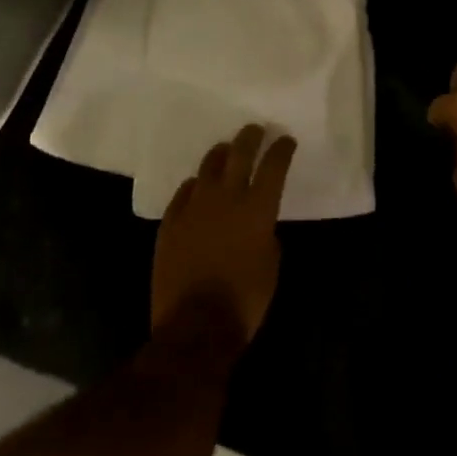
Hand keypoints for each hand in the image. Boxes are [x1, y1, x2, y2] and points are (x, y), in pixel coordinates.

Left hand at [151, 125, 294, 360]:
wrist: (195, 326)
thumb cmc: (245, 299)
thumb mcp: (271, 265)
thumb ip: (267, 235)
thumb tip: (260, 226)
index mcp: (257, 208)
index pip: (274, 166)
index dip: (282, 150)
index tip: (286, 140)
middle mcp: (226, 198)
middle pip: (239, 154)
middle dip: (250, 138)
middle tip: (255, 130)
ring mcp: (194, 208)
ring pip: (207, 167)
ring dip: (220, 155)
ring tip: (225, 150)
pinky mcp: (170, 223)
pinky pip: (183, 193)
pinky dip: (193, 186)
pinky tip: (196, 187)